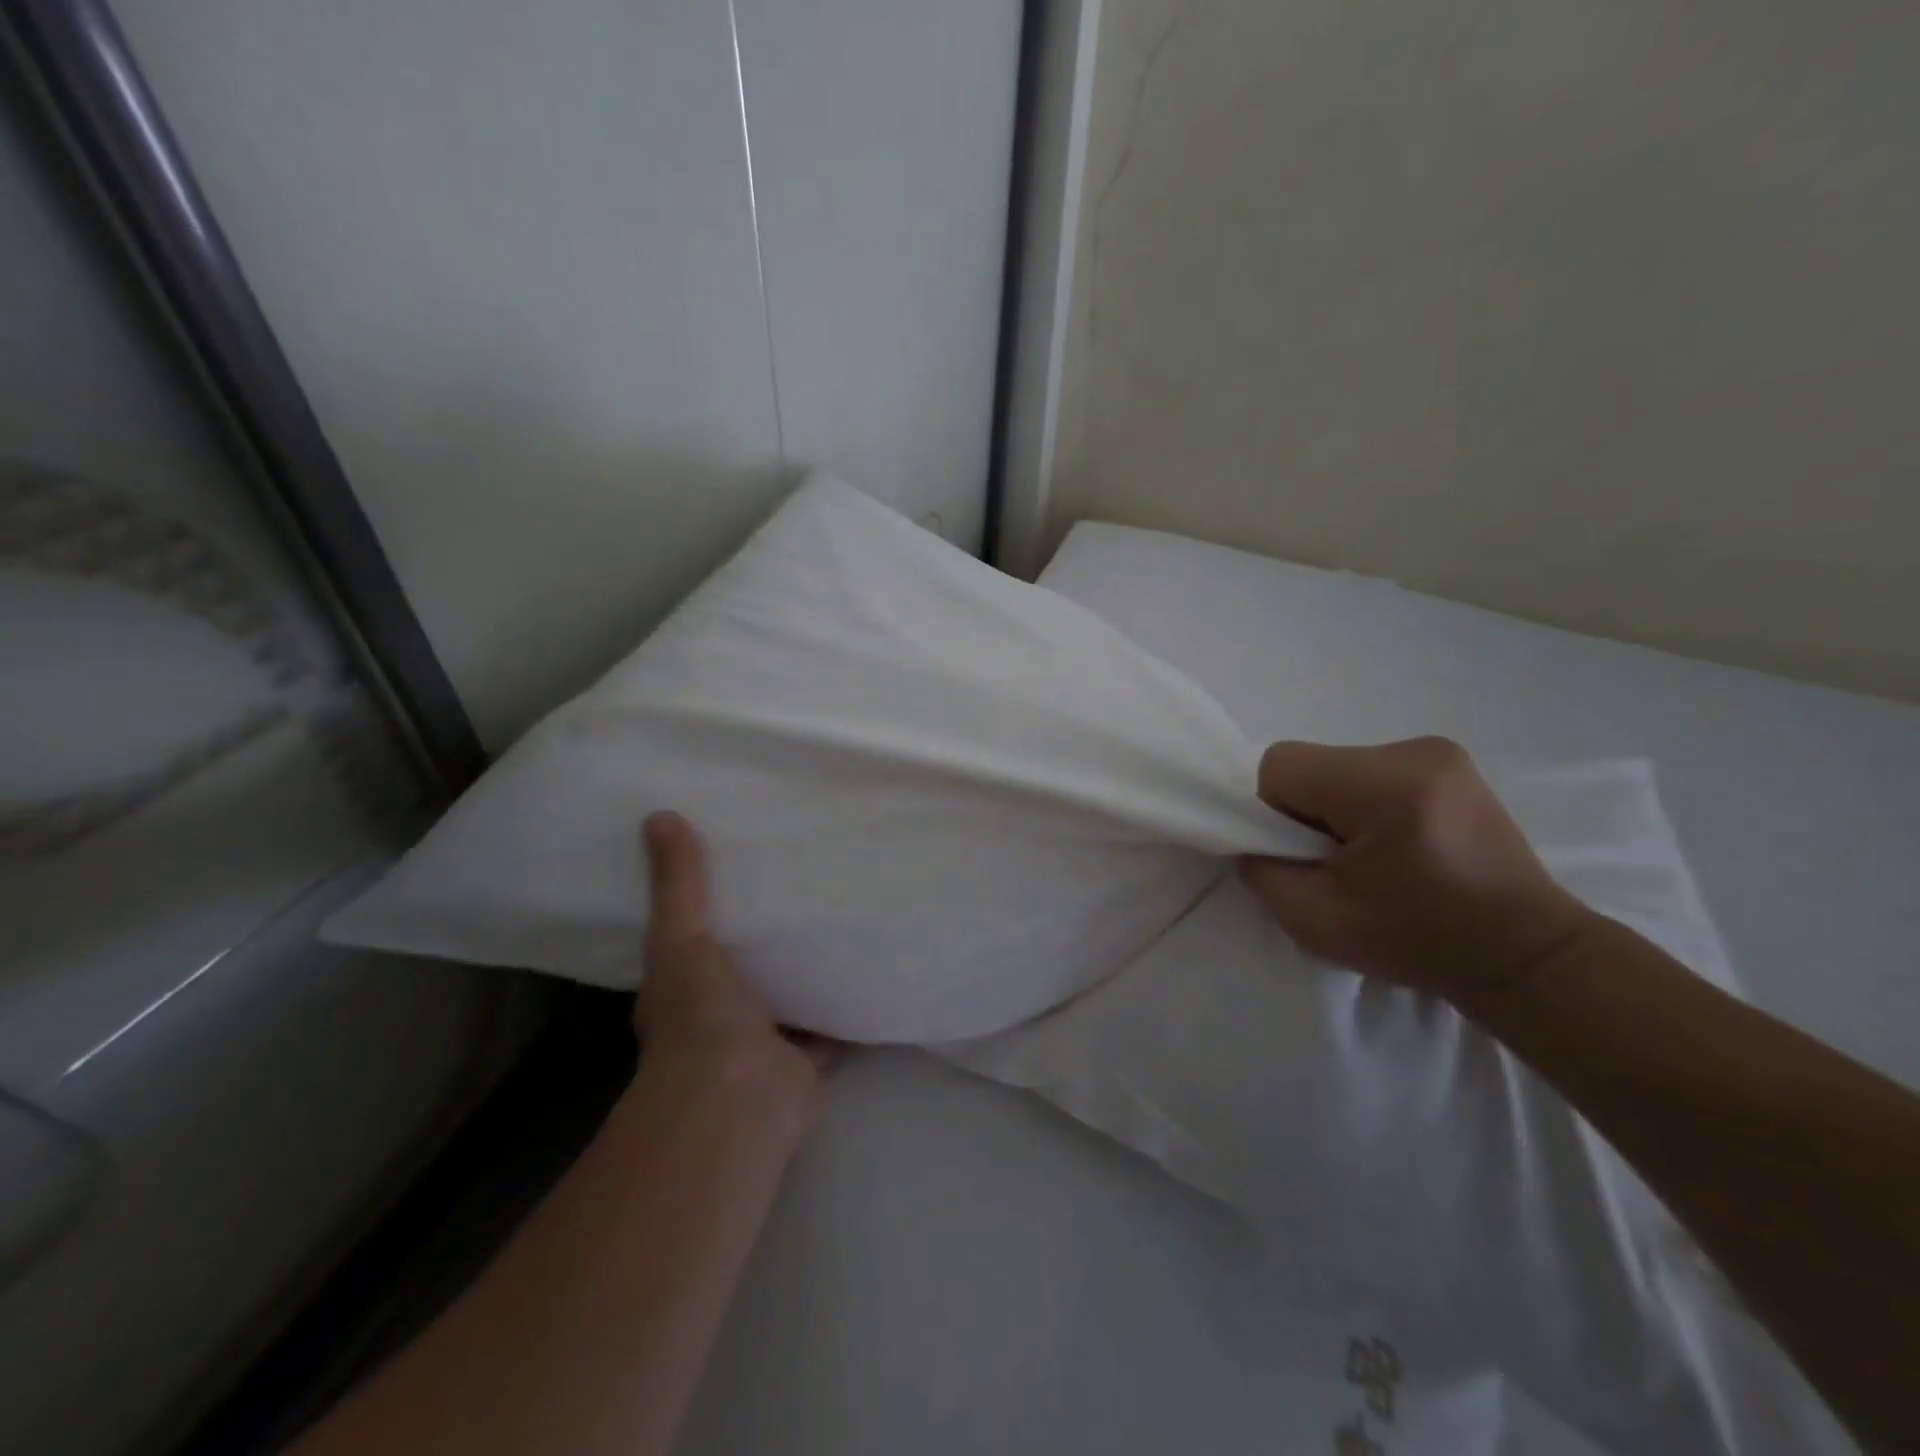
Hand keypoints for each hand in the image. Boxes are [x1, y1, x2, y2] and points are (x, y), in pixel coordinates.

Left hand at [634, 812, 834, 1141]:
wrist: (740, 1098)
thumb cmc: (699, 1017)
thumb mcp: (681, 937)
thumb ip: (678, 883)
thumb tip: (659, 814)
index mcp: (687, 990)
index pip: (698, 944)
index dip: (716, 911)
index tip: (744, 870)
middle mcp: (724, 1018)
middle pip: (753, 969)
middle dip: (774, 939)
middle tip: (808, 884)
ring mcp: (769, 1042)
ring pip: (796, 997)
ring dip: (814, 971)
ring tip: (847, 917)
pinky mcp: (811, 1061)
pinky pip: (835, 1025)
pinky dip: (851, 1005)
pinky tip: (876, 967)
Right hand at [1238, 737, 1594, 1002]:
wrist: (1525, 955)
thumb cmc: (1418, 943)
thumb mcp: (1315, 921)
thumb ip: (1262, 870)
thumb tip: (1250, 838)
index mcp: (1384, 787)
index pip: (1279, 766)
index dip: (1272, 812)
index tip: (1303, 855)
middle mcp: (1413, 752)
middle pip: (1309, 762)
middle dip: (1303, 808)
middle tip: (1337, 862)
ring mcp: (1439, 751)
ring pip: (1337, 764)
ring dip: (1334, 804)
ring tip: (1373, 855)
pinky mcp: (1450, 761)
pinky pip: (1371, 769)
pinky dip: (1363, 800)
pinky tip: (1398, 840)